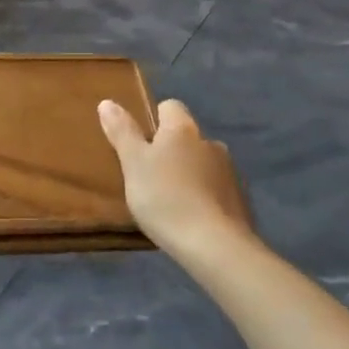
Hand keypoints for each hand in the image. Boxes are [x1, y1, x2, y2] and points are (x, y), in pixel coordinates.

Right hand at [98, 98, 252, 264]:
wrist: (215, 246)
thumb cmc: (165, 197)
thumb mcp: (133, 164)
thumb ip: (122, 132)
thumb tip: (107, 102)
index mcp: (183, 129)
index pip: (170, 107)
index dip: (154, 119)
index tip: (140, 142)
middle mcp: (210, 143)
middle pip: (187, 137)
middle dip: (172, 150)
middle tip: (150, 175)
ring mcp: (230, 172)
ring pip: (203, 164)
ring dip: (190, 174)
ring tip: (172, 201)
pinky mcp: (241, 200)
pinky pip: (217, 190)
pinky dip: (205, 197)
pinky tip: (193, 218)